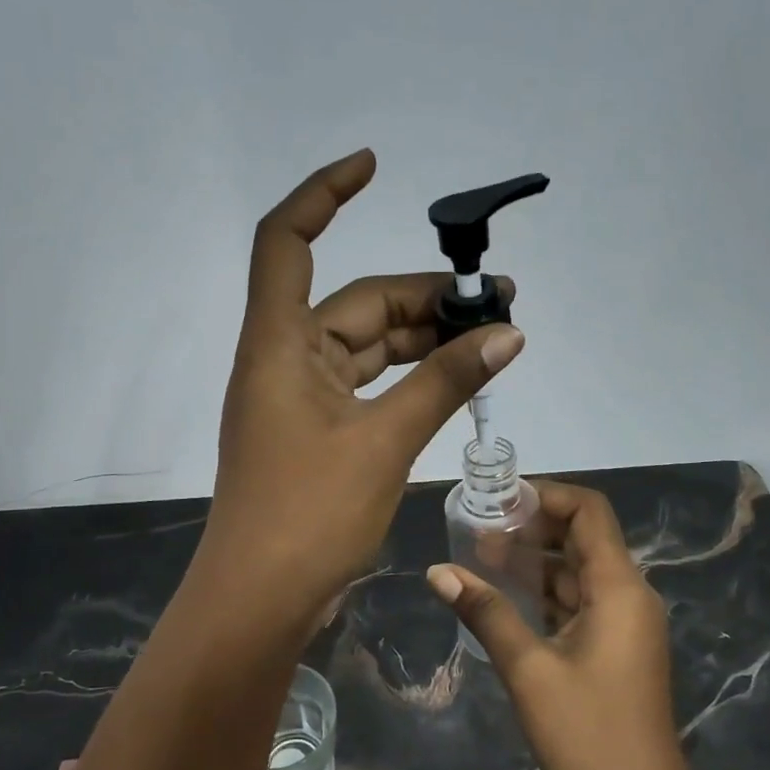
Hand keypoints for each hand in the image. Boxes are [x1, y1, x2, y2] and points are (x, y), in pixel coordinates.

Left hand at [197, 149, 525, 625]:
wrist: (261, 601)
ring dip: (423, 339)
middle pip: (355, 302)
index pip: (288, 241)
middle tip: (498, 302)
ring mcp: (301, 398)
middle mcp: (285, 359)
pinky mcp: (318, 431)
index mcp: (279, 344)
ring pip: (367, 346)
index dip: (323, 194)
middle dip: (424, 297)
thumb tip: (508, 333)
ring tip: (493, 337)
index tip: (373, 167)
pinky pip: (368, 384)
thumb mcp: (384, 441)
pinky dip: (410, 377)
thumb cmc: (309, 515)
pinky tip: (456, 377)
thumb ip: (444, 381)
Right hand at [426, 482, 686, 769]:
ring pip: (578, 570)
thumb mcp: (529, 668)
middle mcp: (628, 593)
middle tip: (481, 530)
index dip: (546, 495)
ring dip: (536, 561)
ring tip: (482, 558)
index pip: (589, 511)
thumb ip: (485, 612)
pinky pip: (580, 600)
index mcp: (618, 586)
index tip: (500, 501)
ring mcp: (625, 620)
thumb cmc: (588, 731)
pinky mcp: (617, 644)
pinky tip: (506, 597)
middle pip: (583, 536)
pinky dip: (546, 592)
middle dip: (533, 527)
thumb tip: (438, 571)